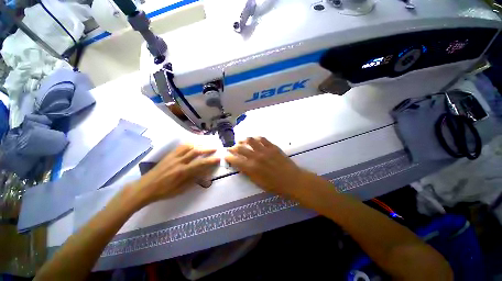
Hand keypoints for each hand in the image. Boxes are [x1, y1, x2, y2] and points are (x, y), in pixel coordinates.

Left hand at [129, 144, 219, 205]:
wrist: (145, 188)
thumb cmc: (164, 191)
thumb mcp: (181, 189)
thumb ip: (194, 180)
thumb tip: (205, 173)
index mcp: (182, 171)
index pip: (200, 163)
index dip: (211, 160)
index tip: (218, 158)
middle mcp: (179, 161)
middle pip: (196, 152)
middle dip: (207, 149)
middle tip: (215, 148)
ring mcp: (173, 157)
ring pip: (188, 147)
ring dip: (199, 145)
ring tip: (205, 145)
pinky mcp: (169, 155)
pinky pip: (180, 147)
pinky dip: (189, 144)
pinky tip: (193, 144)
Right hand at [225, 137, 308, 196]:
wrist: (292, 180)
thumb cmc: (275, 185)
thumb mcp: (258, 182)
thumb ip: (247, 173)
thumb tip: (240, 165)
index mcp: (251, 168)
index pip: (235, 160)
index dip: (229, 156)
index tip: (226, 155)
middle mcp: (256, 157)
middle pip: (240, 148)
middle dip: (234, 147)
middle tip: (232, 148)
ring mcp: (265, 150)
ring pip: (250, 140)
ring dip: (244, 140)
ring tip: (242, 141)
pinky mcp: (272, 146)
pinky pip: (262, 139)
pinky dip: (256, 138)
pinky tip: (254, 139)